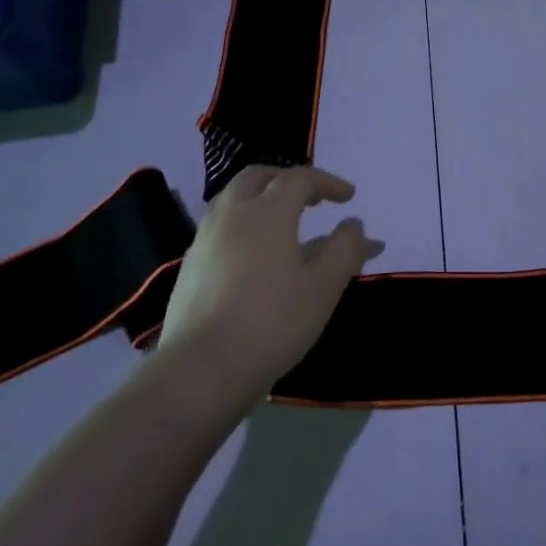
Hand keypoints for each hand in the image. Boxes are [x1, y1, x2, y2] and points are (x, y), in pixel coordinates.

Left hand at [147, 165, 382, 415]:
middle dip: (289, 180)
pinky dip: (244, 222)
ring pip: (234, 198)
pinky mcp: (191, 264)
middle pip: (259, 177)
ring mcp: (206, 238)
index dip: (328, 182)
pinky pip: (221, 225)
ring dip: (262, 197)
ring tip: (284, 220)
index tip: (349, 197)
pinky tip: (256, 253)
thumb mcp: (324, 287)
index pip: (300, 178)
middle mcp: (233, 214)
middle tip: (312, 199)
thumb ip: (345, 249)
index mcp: (268, 212)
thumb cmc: (273, 322)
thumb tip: (353, 224)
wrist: (203, 368)